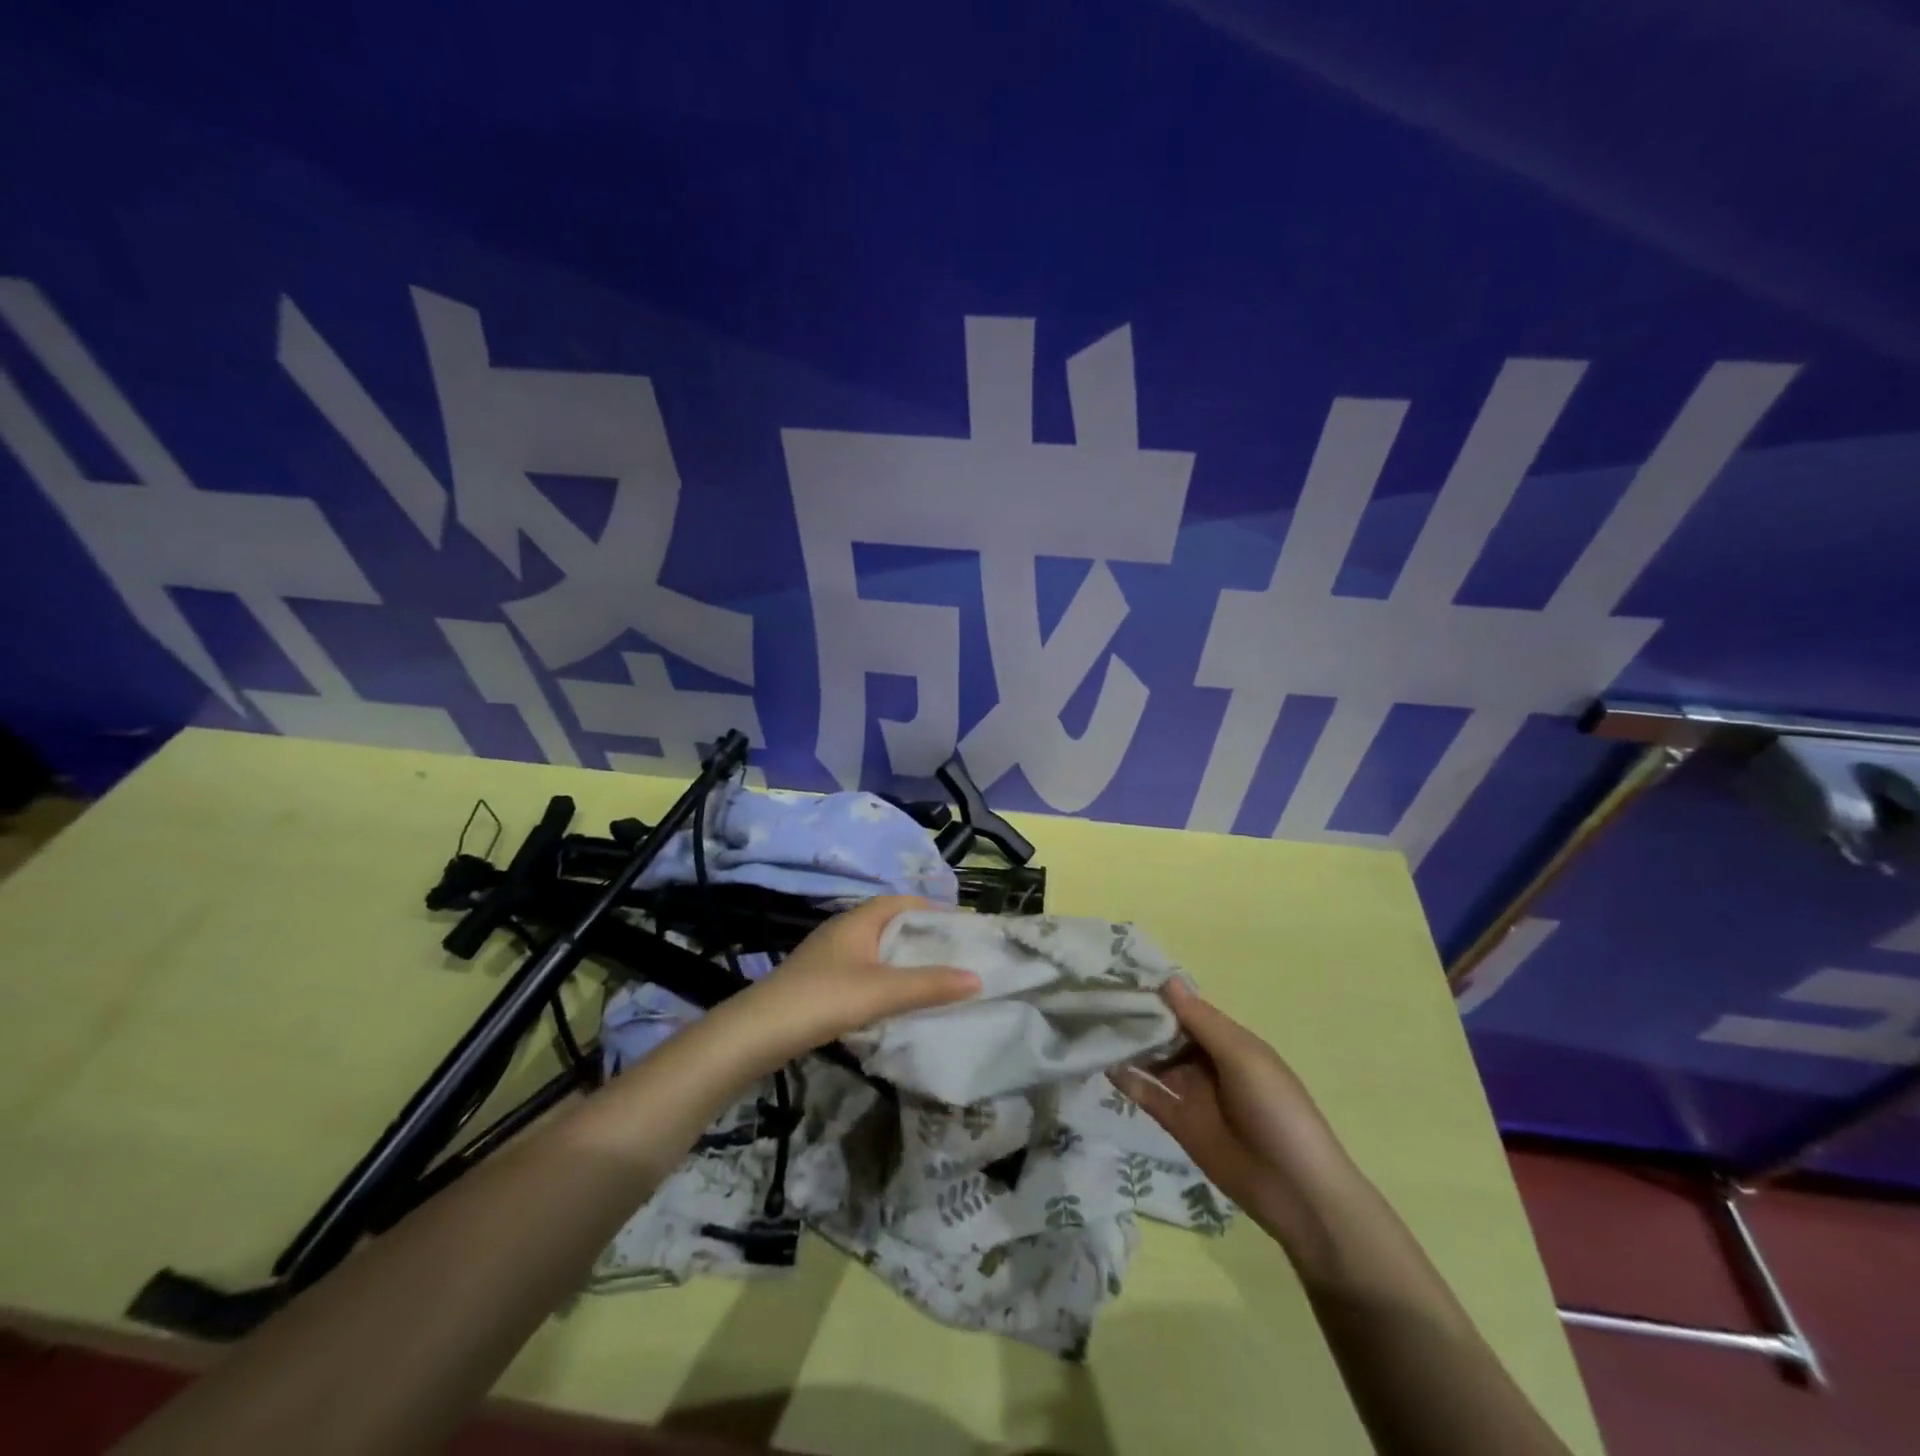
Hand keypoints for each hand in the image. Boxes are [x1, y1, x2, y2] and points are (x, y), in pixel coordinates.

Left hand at [724, 896, 978, 1067]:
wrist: (758, 1034)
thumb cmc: (823, 999)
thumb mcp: (882, 991)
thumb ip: (929, 985)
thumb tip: (977, 977)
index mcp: (858, 920)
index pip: (901, 901)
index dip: (931, 909)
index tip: (960, 927)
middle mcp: (843, 930)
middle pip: (889, 924)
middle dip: (920, 936)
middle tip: (954, 955)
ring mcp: (827, 956)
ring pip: (875, 949)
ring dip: (902, 959)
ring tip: (933, 978)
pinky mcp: (818, 982)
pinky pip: (862, 970)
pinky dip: (884, 978)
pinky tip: (894, 1001)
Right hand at [1112, 979, 1356, 1246]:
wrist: (1297, 1192)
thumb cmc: (1277, 1111)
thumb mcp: (1243, 1058)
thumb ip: (1202, 1022)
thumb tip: (1167, 980)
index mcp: (1229, 1042)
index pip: (1186, 1009)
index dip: (1158, 995)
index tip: (1120, 976)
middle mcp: (1208, 1062)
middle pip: (1167, 1034)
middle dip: (1138, 1018)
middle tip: (1097, 999)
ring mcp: (1192, 1093)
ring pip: (1154, 1062)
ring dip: (1130, 1046)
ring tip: (1092, 1026)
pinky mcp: (1179, 1124)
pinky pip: (1149, 1095)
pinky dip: (1128, 1080)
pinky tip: (1103, 1064)